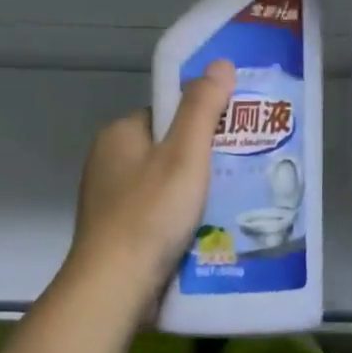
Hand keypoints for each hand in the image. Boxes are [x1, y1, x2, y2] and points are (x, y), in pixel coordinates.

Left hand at [69, 60, 236, 297]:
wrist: (114, 288)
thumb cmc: (150, 213)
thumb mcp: (184, 154)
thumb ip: (202, 108)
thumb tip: (220, 64)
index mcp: (119, 135)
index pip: (168, 114)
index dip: (202, 122)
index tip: (234, 136)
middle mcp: (109, 163)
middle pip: (169, 150)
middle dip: (204, 161)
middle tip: (242, 172)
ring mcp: (111, 201)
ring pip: (166, 186)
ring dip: (196, 194)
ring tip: (234, 202)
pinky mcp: (118, 234)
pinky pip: (159, 215)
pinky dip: (182, 220)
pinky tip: (209, 231)